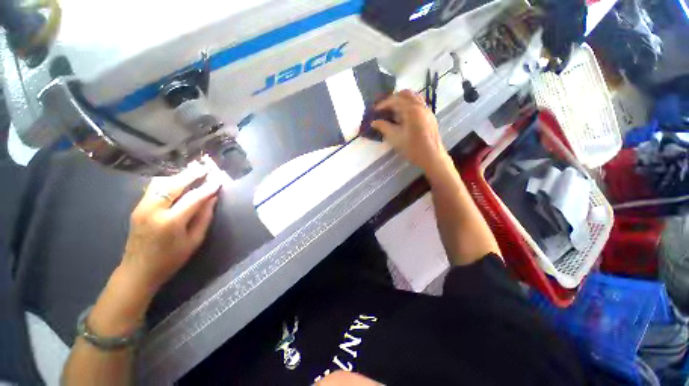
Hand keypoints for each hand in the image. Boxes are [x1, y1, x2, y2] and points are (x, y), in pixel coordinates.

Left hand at [120, 161, 220, 294]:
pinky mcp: (137, 207)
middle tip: (205, 167)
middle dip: (191, 174)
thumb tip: (212, 198)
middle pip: (173, 185)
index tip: (219, 179)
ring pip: (160, 183)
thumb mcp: (194, 241)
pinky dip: (168, 182)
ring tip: (193, 173)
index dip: (208, 187)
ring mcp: (141, 207)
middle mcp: (153, 210)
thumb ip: (204, 217)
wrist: (138, 270)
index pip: (194, 198)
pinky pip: (154, 188)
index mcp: (170, 222)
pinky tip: (178, 182)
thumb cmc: (171, 259)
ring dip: (178, 176)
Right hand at [371, 90, 448, 172]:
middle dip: (393, 99)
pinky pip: (419, 103)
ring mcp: (427, 110)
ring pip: (413, 97)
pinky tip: (404, 115)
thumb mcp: (395, 138)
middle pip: (405, 94)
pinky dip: (409, 104)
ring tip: (393, 110)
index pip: (395, 100)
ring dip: (402, 100)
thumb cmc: (412, 148)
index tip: (374, 111)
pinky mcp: (430, 116)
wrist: (431, 156)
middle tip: (384, 108)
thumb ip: (383, 127)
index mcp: (411, 110)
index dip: (383, 104)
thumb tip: (373, 122)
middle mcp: (420, 106)